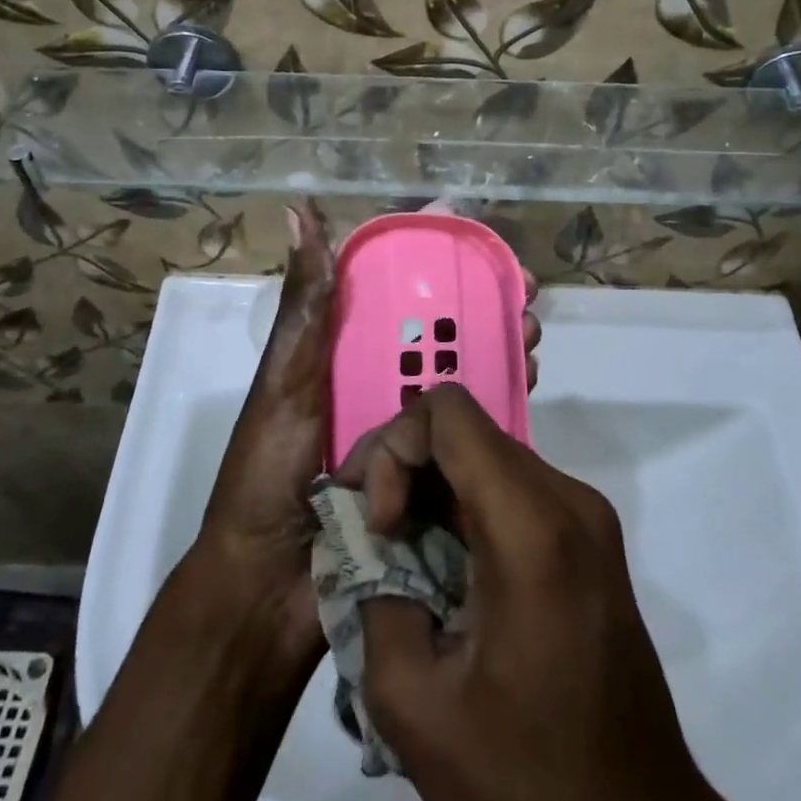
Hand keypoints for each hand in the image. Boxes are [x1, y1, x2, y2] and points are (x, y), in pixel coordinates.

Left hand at [197, 206, 542, 652]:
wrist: (268, 588)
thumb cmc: (268, 472)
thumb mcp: (284, 381)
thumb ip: (304, 307)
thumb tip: (300, 212)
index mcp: (340, 354)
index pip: (394, 292)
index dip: (435, 263)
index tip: (474, 240)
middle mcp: (376, 382)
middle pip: (438, 330)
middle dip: (483, 304)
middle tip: (524, 291)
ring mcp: (404, 427)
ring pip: (461, 372)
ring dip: (500, 345)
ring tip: (532, 333)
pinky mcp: (427, 470)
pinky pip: (469, 427)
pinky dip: (501, 400)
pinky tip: (530, 383)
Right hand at [339, 385, 782, 800]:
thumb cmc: (526, 780)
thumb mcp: (414, 705)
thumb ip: (373, 599)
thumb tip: (369, 549)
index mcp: (531, 526)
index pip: (448, 412)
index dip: (394, 448)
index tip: (379, 523)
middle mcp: (567, 498)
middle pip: (466, 430)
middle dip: (403, 467)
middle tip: (369, 535)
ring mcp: (586, 516)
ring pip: (486, 458)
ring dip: (432, 491)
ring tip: (398, 560)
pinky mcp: (590, 539)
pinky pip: (512, 490)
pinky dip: (464, 510)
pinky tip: (443, 572)